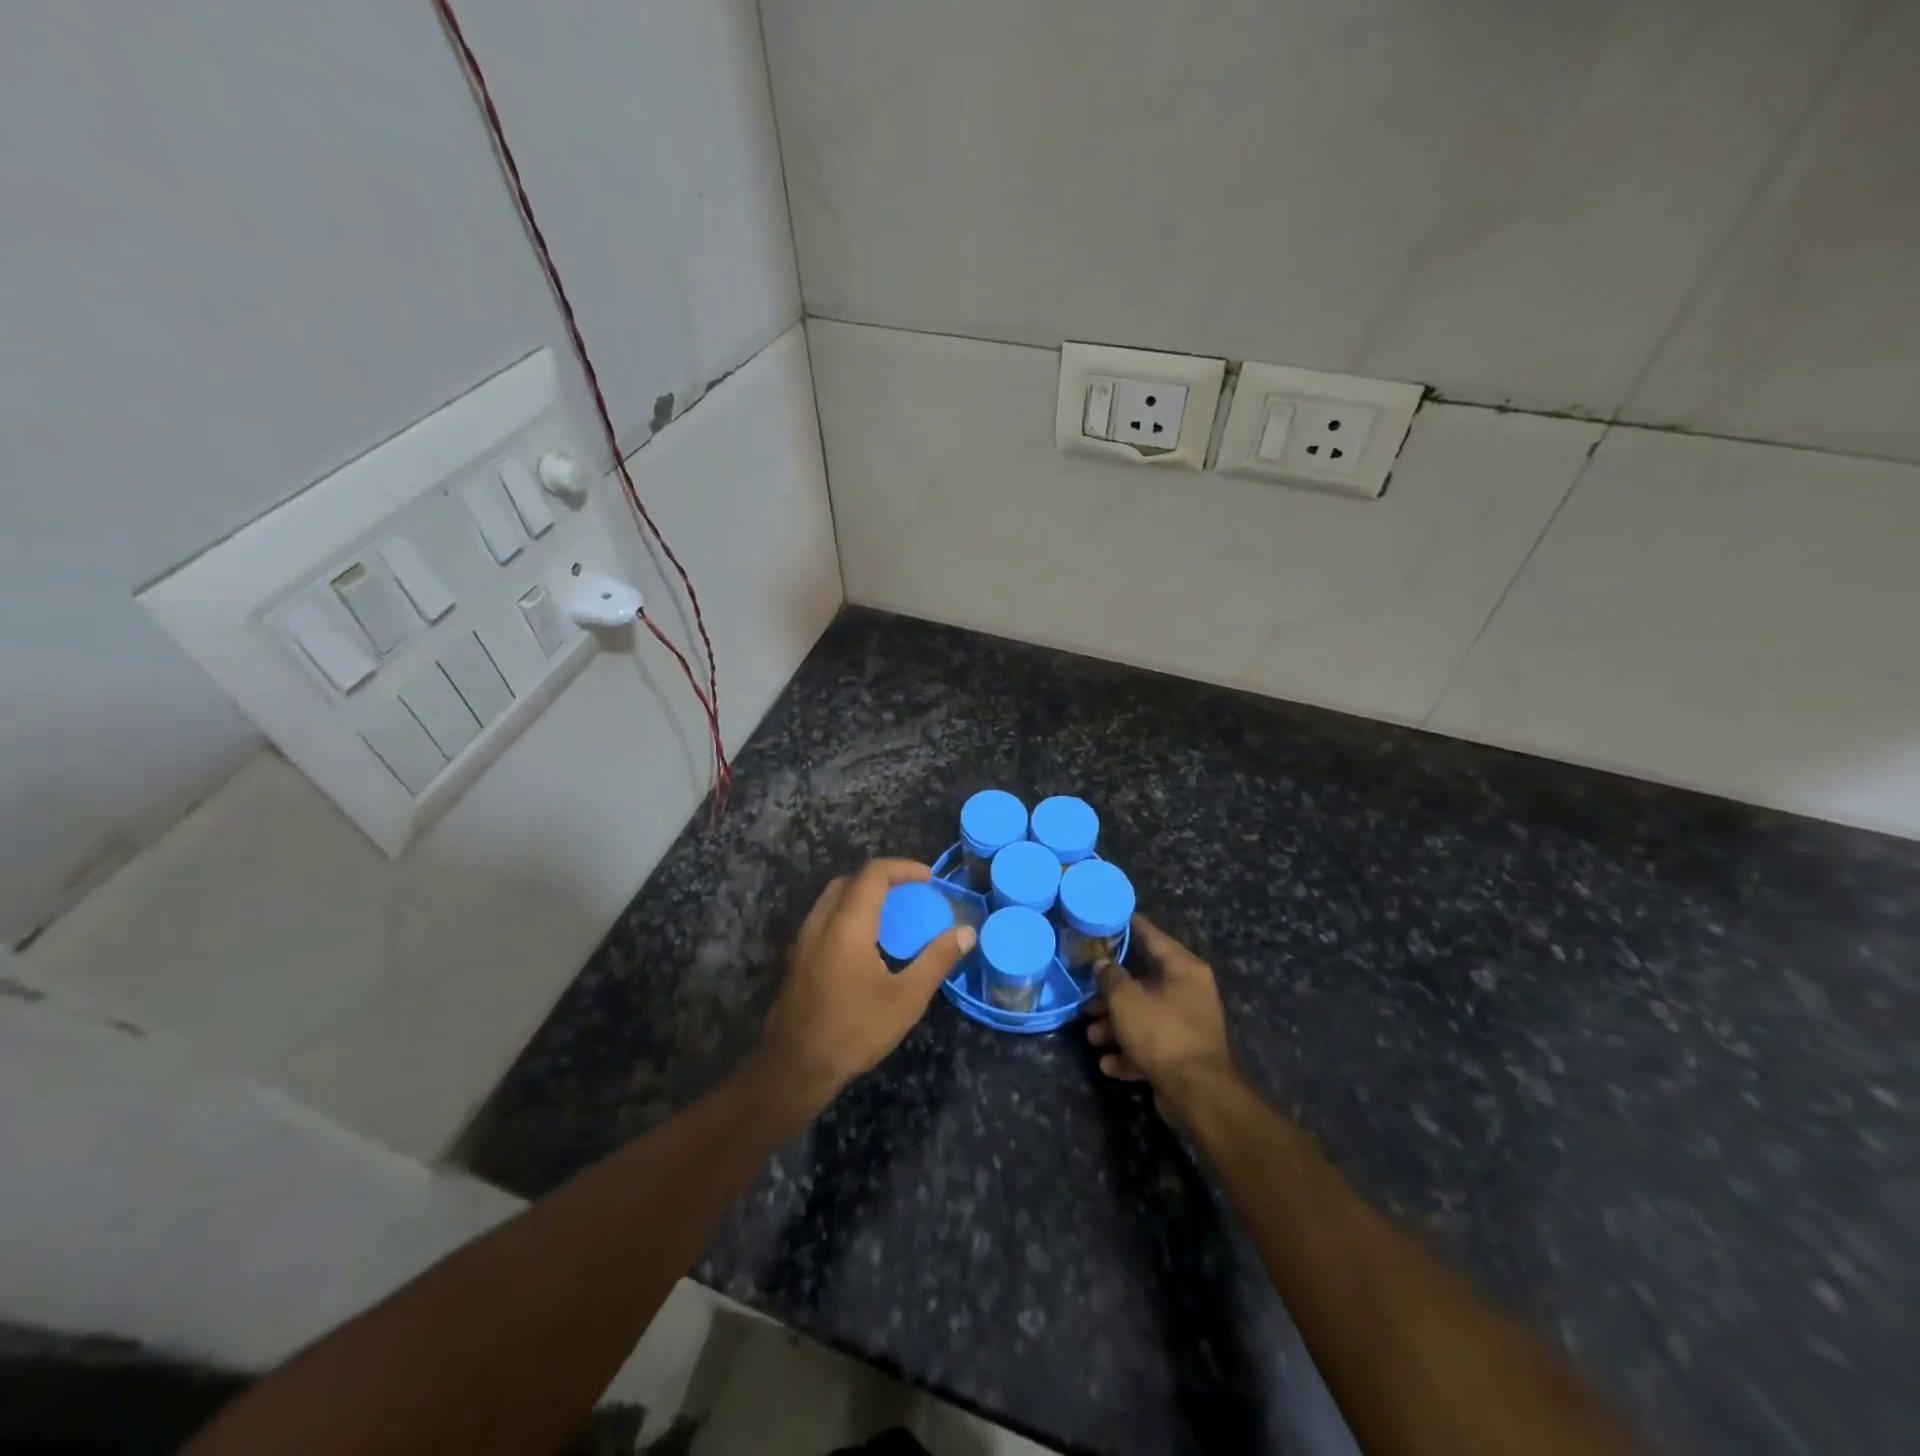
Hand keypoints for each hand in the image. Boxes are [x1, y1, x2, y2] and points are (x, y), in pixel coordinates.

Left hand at [756, 859, 974, 1119]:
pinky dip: (847, 915)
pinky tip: (866, 946)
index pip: (874, 874)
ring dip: (862, 897)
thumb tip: (967, 932)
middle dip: (883, 879)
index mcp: (847, 925)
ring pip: (832, 900)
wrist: (794, 1068)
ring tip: (892, 918)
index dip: (903, 868)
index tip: (929, 879)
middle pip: (850, 881)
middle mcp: (820, 923)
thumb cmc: (854, 1031)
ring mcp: (803, 941)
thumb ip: (937, 959)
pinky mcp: (796, 960)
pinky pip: (823, 920)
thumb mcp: (906, 998)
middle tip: (911, 895)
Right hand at [1087, 915, 1235, 1119]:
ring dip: (1115, 1027)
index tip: (1108, 917)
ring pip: (1144, 1017)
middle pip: (1143, 983)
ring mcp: (1188, 1025)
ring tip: (1092, 1037)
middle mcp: (1190, 992)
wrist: (1196, 1093)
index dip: (1129, 926)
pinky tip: (1108, 1064)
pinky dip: (1130, 1053)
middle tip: (1087, 999)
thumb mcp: (1126, 999)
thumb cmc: (1161, 1032)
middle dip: (1111, 995)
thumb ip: (1110, 976)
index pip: (1152, 937)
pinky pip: (1151, 1046)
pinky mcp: (1183, 1056)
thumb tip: (1102, 963)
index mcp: (1184, 969)